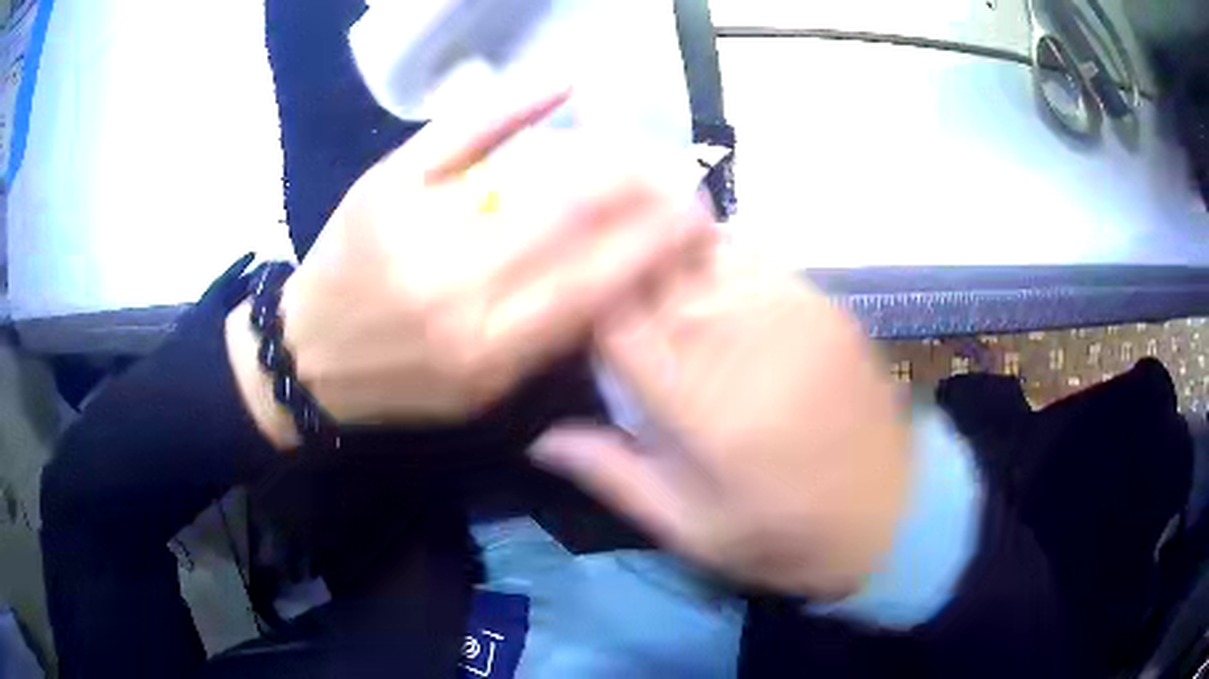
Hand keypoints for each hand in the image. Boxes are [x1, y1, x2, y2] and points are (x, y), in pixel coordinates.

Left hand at [265, 92, 712, 427]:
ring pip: (532, 177)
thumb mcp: (481, 391)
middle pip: (574, 219)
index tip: (697, 220)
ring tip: (638, 155)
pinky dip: (514, 102)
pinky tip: (564, 84)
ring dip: (601, 158)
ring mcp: (419, 225)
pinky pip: (462, 131)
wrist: (309, 358)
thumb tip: (619, 283)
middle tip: (682, 178)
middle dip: (644, 190)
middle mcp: (459, 289)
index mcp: (489, 348)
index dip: (657, 244)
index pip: (598, 284)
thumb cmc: (400, 382)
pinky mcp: (387, 183)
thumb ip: (548, 341)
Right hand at [530, 248, 912, 598]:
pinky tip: (697, 268)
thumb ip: (612, 474)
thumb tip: (539, 438)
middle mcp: (741, 337)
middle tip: (584, 255)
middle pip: (657, 267)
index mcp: (701, 402)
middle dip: (615, 259)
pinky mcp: (821, 303)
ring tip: (633, 248)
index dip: (581, 297)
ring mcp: (789, 309)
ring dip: (661, 246)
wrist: (893, 514)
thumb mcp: (690, 528)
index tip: (561, 297)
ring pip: (702, 245)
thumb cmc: (784, 534)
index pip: (617, 318)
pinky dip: (712, 252)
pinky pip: (752, 255)